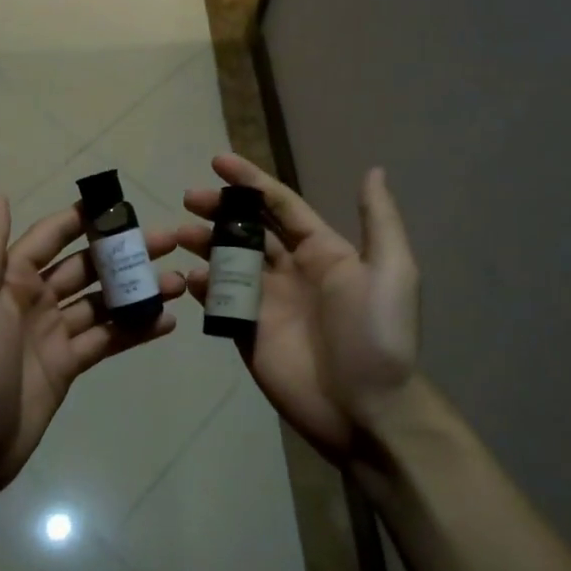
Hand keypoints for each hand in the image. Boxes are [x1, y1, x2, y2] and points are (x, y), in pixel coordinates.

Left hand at [0, 191, 184, 497]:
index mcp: (9, 277)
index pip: (52, 236)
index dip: (85, 219)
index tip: (124, 205)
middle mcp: (33, 299)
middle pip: (86, 267)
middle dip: (124, 253)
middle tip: (170, 242)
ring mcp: (52, 334)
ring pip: (102, 303)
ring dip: (137, 291)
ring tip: (180, 282)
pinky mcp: (66, 367)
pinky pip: (106, 340)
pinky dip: (135, 330)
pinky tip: (166, 322)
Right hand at [178, 154, 420, 463]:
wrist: (366, 409)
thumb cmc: (377, 334)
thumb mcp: (391, 271)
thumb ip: (378, 220)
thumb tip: (373, 170)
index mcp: (322, 251)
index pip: (279, 205)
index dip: (250, 181)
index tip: (217, 161)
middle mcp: (290, 270)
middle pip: (246, 230)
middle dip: (218, 210)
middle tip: (188, 198)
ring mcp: (266, 303)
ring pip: (227, 262)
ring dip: (204, 244)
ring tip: (178, 234)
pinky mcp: (247, 333)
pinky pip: (219, 303)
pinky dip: (202, 286)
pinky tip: (189, 277)